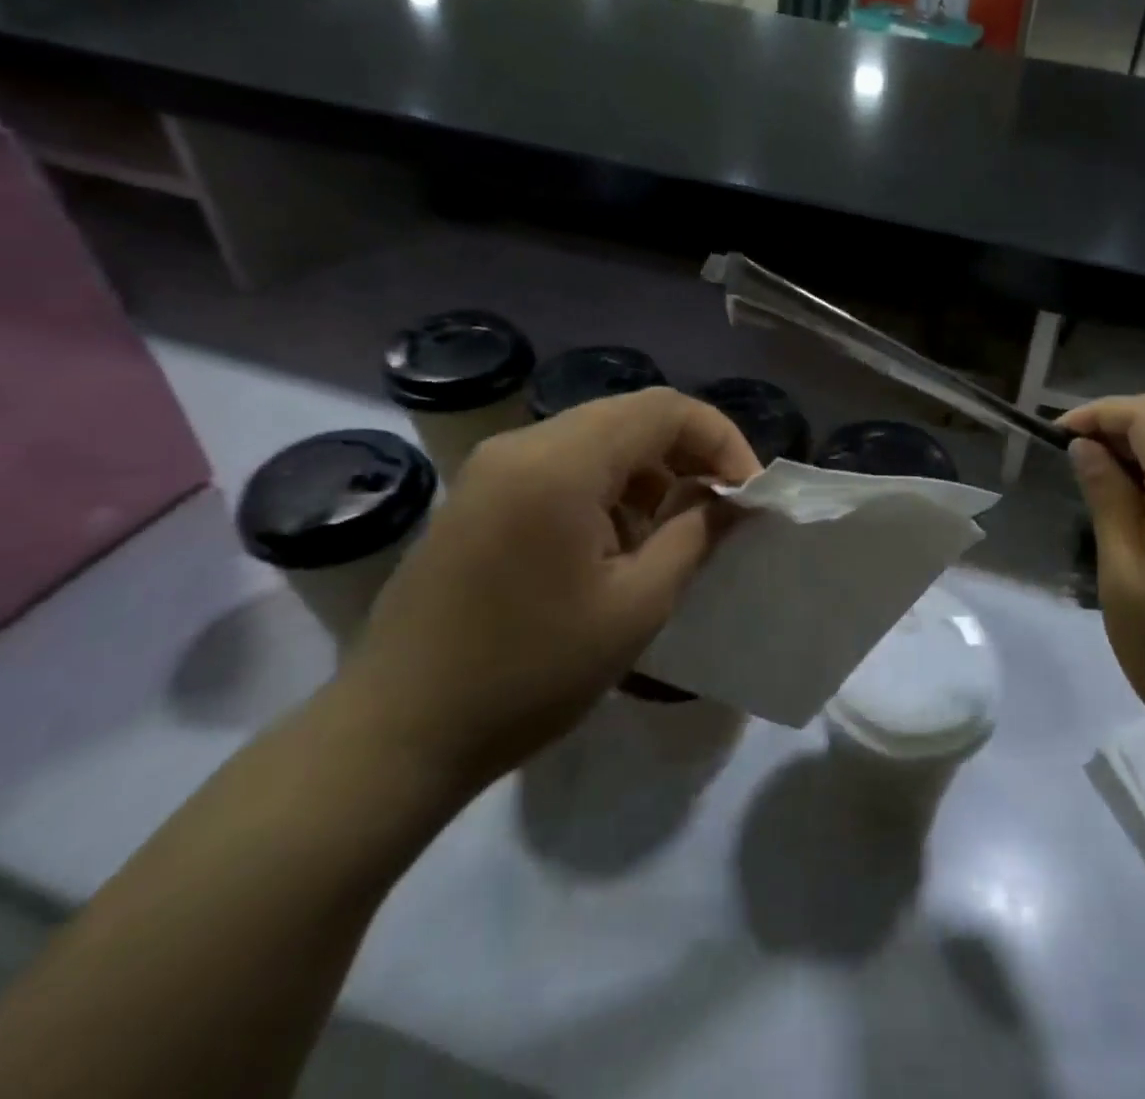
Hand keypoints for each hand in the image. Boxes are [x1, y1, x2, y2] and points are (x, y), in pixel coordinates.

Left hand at [338, 388, 760, 789]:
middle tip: (721, 507)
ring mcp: (492, 469)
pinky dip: (606, 488)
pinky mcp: (478, 497)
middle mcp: (522, 446)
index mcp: (560, 463)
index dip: (720, 438)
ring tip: (672, 532)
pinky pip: (561, 466)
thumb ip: (695, 535)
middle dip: (688, 454)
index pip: (664, 409)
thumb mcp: (635, 606)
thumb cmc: (529, 672)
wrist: (396, 735)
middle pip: (630, 416)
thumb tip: (733, 500)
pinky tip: (615, 545)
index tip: (748, 492)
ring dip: (648, 473)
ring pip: (596, 439)